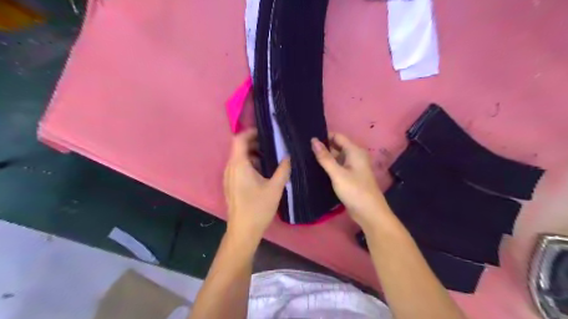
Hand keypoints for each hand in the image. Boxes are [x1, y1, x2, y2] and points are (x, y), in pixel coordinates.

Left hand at [225, 128, 289, 241]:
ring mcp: (229, 176)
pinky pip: (239, 167)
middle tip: (273, 144)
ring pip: (239, 157)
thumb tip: (289, 156)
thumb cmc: (258, 208)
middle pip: (239, 147)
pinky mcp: (231, 184)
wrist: (243, 231)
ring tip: (271, 156)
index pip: (239, 139)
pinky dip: (250, 163)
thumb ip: (283, 169)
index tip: (267, 133)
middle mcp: (230, 167)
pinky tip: (264, 171)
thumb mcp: (275, 188)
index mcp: (239, 165)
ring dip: (254, 153)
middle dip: (255, 142)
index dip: (251, 132)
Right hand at [310, 133, 390, 229]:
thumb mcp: (337, 173)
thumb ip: (325, 157)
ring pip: (336, 157)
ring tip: (306, 158)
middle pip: (337, 146)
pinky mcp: (350, 176)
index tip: (308, 140)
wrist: (369, 213)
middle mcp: (354, 156)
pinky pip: (338, 166)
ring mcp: (353, 167)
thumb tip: (313, 140)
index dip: (324, 136)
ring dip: (325, 158)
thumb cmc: (355, 191)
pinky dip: (329, 166)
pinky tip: (316, 169)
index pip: (337, 136)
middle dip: (323, 147)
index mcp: (354, 151)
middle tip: (304, 149)